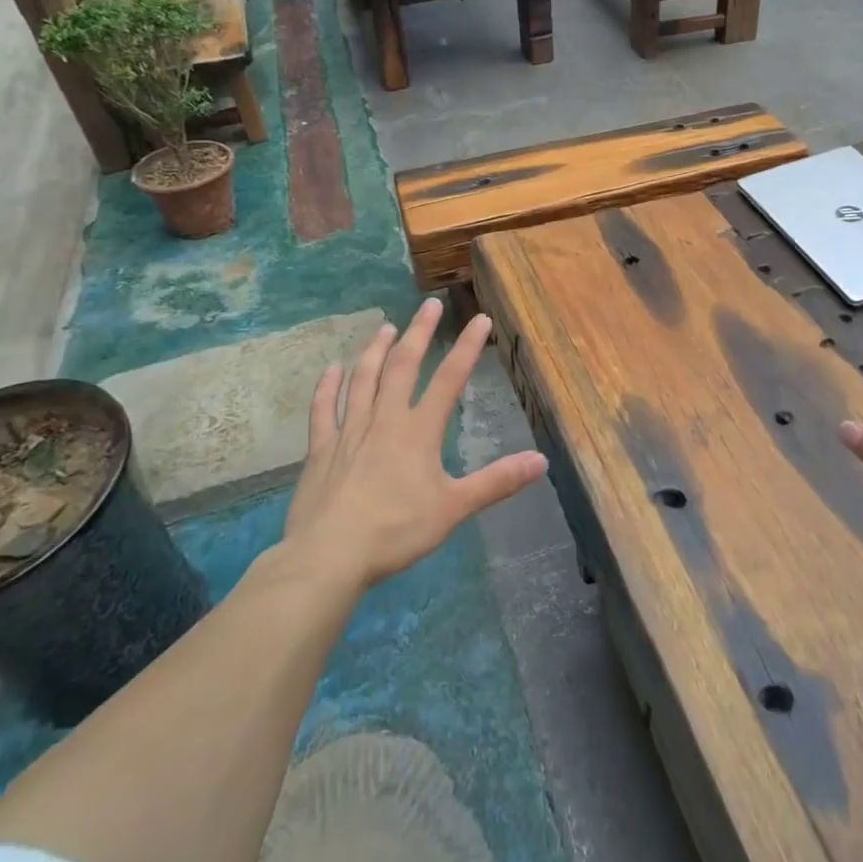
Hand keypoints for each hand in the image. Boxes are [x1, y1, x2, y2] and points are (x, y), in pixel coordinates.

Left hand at [274, 299, 545, 595]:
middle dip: (419, 333)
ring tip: (385, 327)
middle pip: (403, 366)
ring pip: (364, 380)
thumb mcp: (454, 508)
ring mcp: (348, 431)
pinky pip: (323, 410)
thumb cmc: (396, 531)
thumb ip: (497, 482)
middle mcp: (384, 420)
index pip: (449, 379)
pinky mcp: (321, 450)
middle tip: (429, 305)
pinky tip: (331, 369)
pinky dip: (327, 387)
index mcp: (419, 431)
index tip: (479, 318)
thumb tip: (541, 461)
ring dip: (375, 350)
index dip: (467, 348)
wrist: (329, 556)